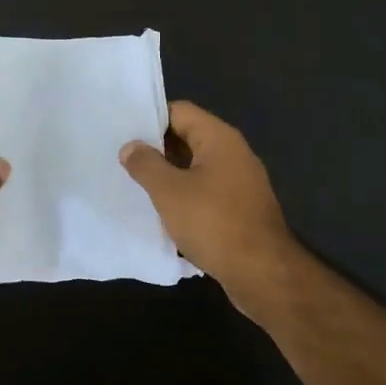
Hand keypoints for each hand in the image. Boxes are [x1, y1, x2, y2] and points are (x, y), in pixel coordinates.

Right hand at [120, 101, 300, 309]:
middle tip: (122, 160)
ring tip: (135, 186)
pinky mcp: (240, 210)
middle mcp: (234, 154)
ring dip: (169, 177)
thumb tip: (131, 146)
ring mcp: (240, 183)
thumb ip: (146, 164)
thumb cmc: (214, 222)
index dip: (150, 118)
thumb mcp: (169, 191)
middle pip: (188, 139)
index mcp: (220, 139)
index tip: (122, 132)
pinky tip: (163, 214)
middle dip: (156, 149)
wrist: (262, 273)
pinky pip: (206, 194)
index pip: (180, 111)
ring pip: (196, 169)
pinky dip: (185, 199)